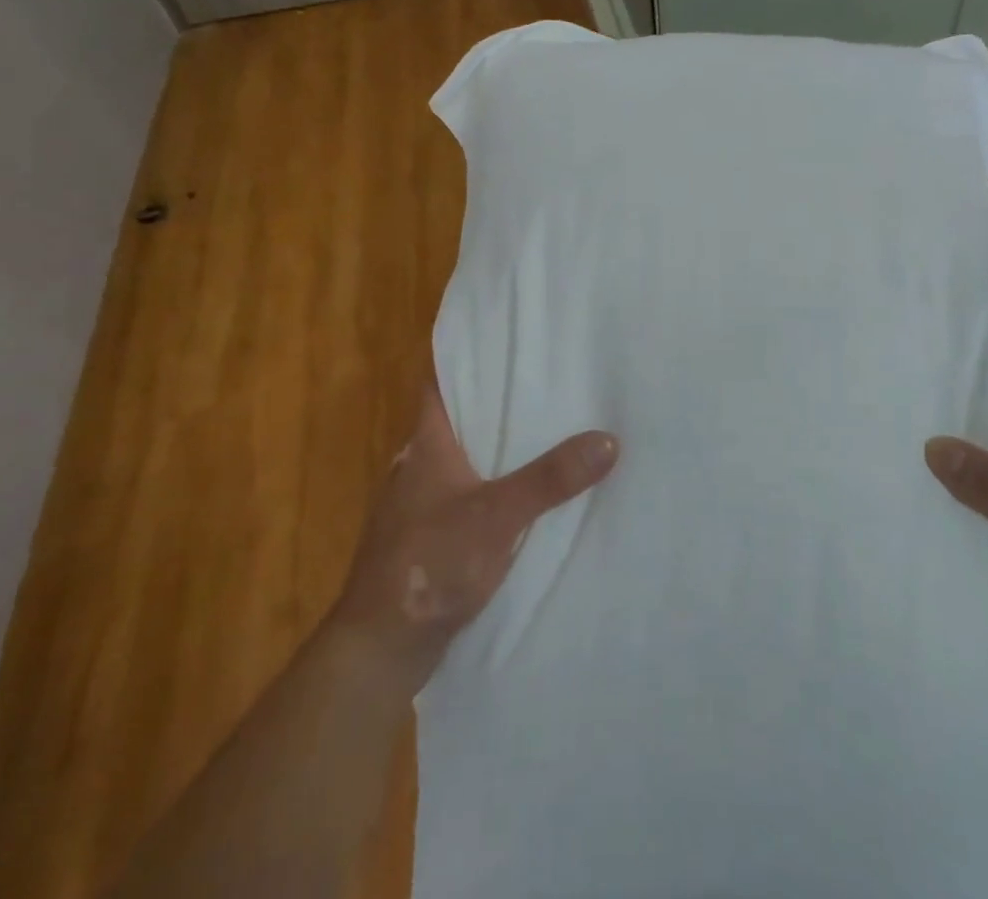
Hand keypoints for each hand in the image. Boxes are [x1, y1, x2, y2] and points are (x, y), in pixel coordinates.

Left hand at [329, 382, 618, 698]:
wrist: (379, 649)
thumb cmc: (427, 564)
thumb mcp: (496, 516)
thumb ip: (550, 479)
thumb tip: (608, 440)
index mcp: (426, 443)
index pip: (440, 380)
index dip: (465, 355)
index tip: (504, 337)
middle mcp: (421, 464)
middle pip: (460, 416)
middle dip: (498, 398)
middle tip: (548, 378)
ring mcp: (423, 503)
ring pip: (467, 456)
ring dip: (499, 444)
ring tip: (550, 426)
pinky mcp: (432, 536)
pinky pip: (471, 493)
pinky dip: (497, 483)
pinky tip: (529, 491)